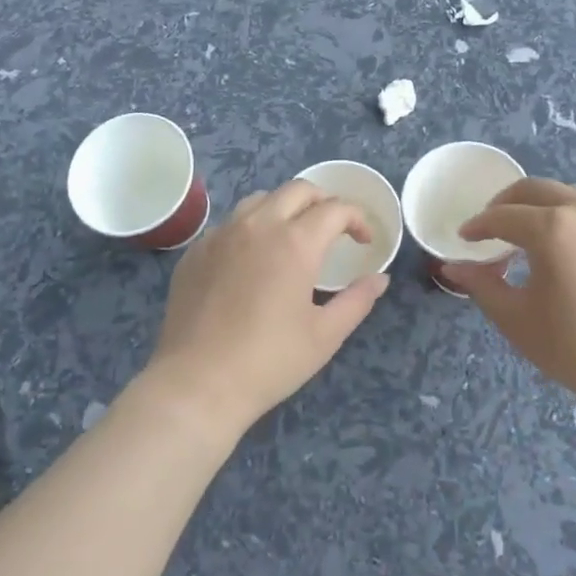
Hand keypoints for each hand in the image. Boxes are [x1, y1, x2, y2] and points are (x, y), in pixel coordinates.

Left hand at [145, 180, 389, 436]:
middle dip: (324, 202)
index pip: (335, 209)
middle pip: (299, 190)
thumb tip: (379, 278)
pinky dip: (251, 228)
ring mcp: (222, 234)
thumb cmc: (269, 362)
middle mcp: (259, 225)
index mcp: (296, 242)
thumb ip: (357, 300)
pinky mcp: (197, 250)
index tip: (364, 241)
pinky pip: (230, 223)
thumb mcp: (325, 336)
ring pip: (261, 199)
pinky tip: (253, 258)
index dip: (357, 219)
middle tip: (333, 229)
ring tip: (293, 235)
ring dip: (285, 208)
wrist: (196, 385)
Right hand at [444, 178, 575, 412]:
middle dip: (507, 203)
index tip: (465, 237)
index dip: (478, 225)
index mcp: (552, 227)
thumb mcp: (517, 320)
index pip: (502, 216)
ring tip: (533, 234)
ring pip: (571, 196)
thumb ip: (481, 285)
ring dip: (544, 207)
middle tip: (492, 225)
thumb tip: (452, 267)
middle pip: (535, 189)